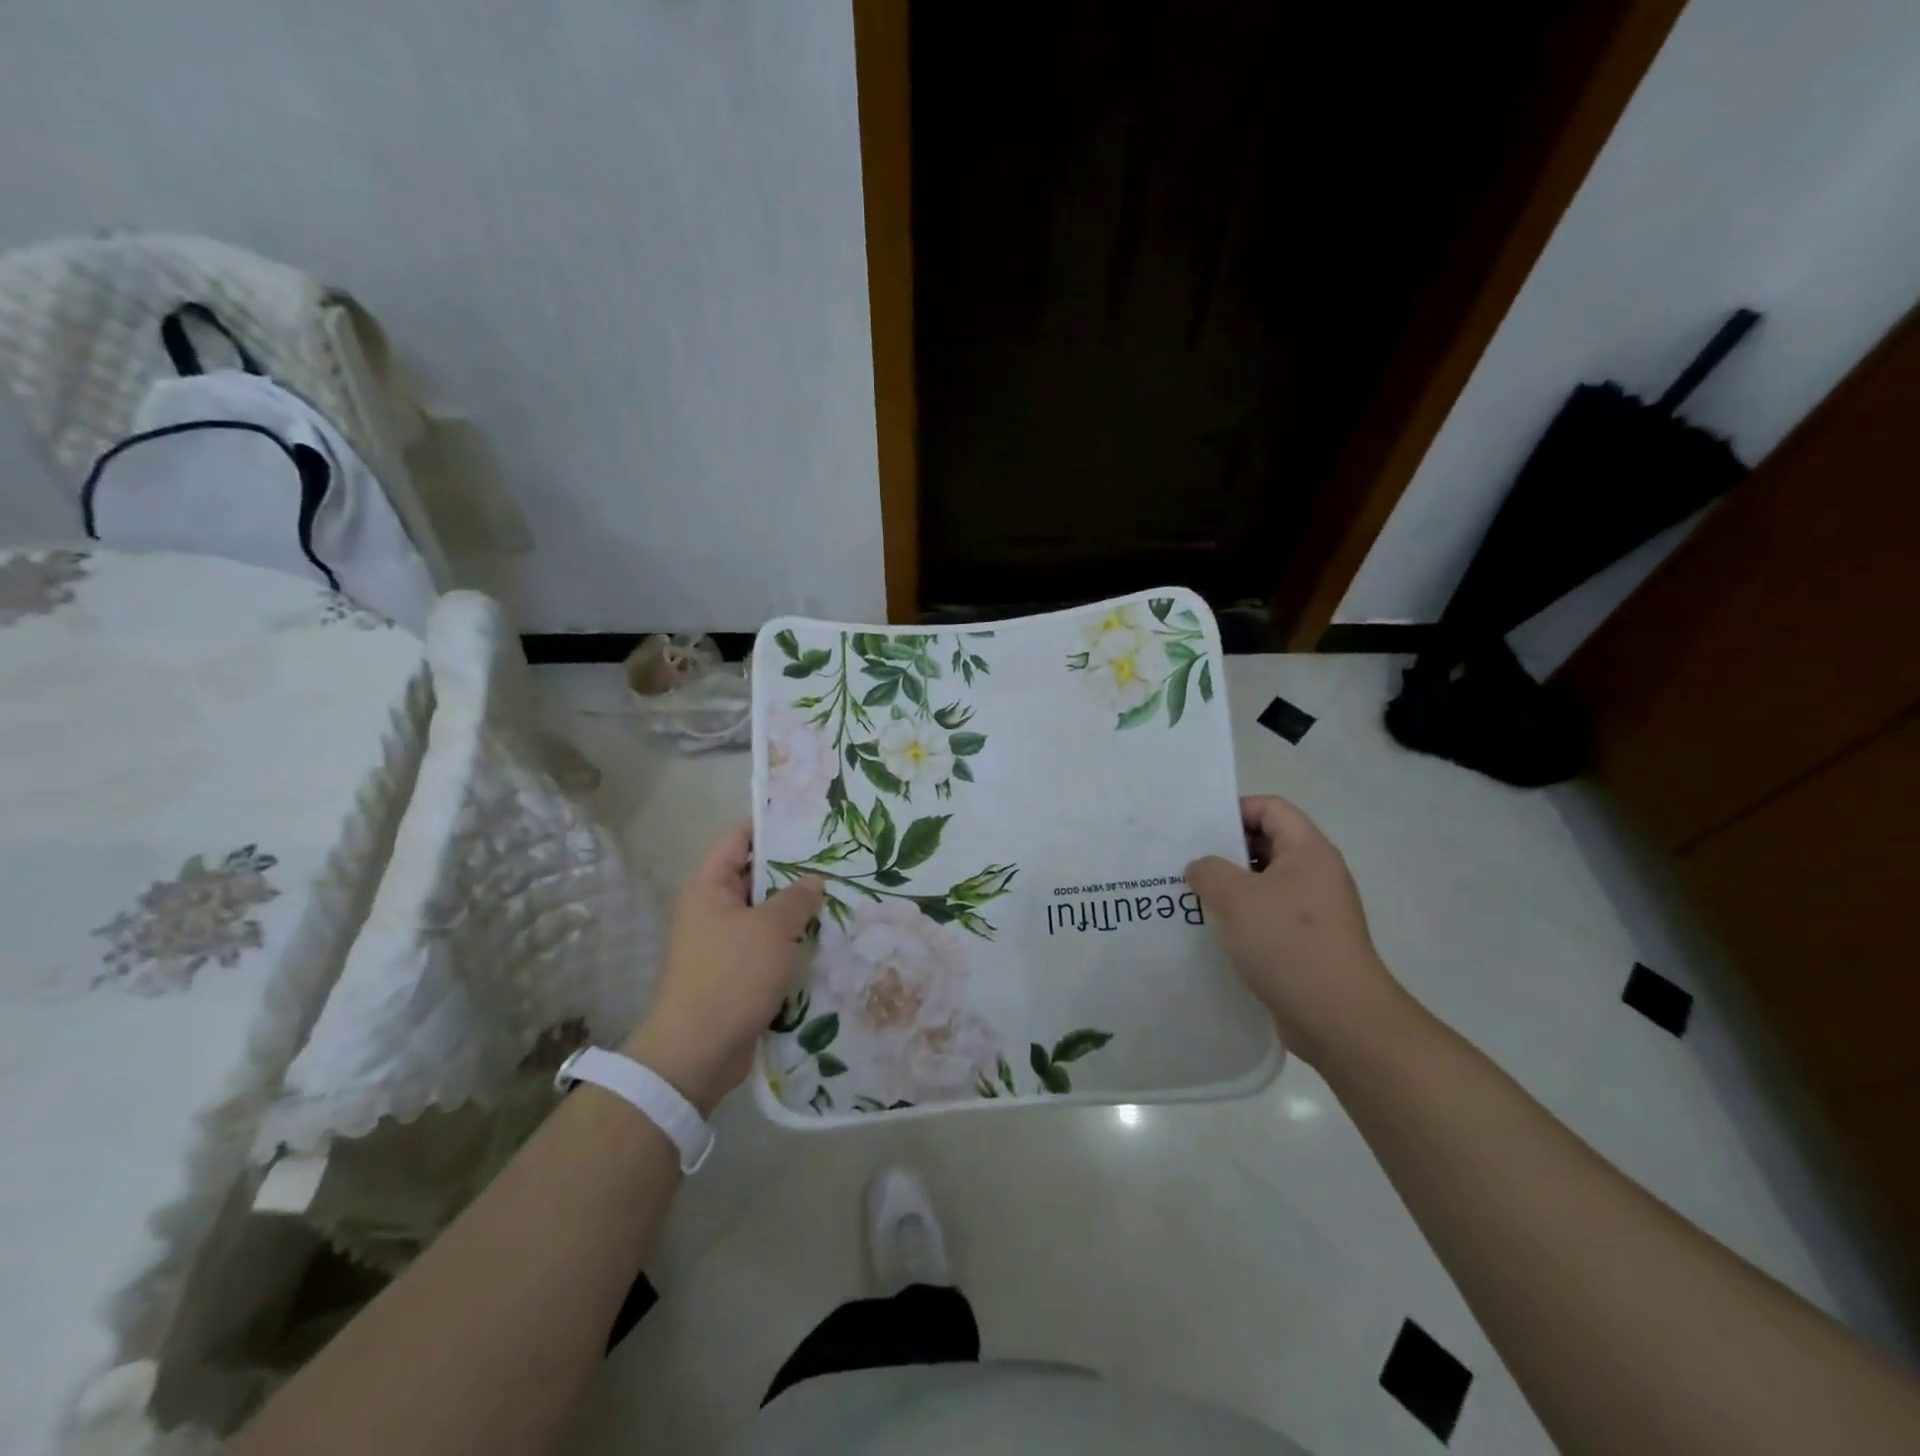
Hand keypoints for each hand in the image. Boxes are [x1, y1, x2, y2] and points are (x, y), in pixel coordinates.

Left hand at [624, 823, 822, 1115]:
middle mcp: (711, 910)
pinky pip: (766, 947)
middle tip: (837, 862)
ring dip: (796, 911)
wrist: (697, 1053)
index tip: (809, 822)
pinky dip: (790, 943)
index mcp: (709, 887)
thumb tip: (813, 881)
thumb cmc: (731, 976)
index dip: (770, 826)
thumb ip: (796, 898)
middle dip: (793, 871)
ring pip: (764, 915)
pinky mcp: (734, 974)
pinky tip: (825, 940)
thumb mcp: (771, 930)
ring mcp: (722, 944)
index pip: (738, 839)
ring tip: (840, 898)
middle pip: (754, 877)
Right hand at [1186, 795, 1403, 1066]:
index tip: (1198, 830)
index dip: (1234, 810)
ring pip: (1263, 883)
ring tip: (1191, 898)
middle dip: (1224, 850)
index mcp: (1308, 851)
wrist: (1340, 1019)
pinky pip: (1267, 916)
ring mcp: (1314, 911)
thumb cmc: (1288, 944)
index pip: (1271, 808)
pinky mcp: (1307, 943)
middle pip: (1266, 843)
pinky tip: (1212, 932)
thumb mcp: (1235, 896)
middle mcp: (1316, 874)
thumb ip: (1208, 870)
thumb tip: (1201, 869)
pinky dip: (1240, 918)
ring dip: (1229, 887)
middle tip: (1185, 863)